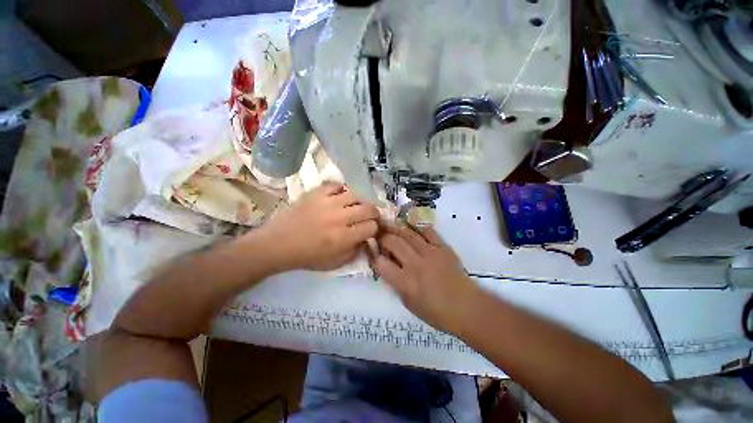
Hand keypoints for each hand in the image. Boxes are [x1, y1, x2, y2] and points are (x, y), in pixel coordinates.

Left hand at [261, 183, 379, 270]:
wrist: (278, 243)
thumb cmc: (307, 256)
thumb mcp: (335, 263)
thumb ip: (355, 252)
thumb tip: (366, 239)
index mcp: (343, 238)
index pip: (371, 227)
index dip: (374, 228)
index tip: (370, 230)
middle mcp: (339, 218)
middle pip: (368, 209)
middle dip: (373, 214)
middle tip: (369, 217)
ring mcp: (327, 203)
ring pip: (355, 195)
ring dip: (359, 202)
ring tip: (355, 206)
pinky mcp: (316, 193)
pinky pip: (336, 185)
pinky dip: (341, 190)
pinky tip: (339, 197)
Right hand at [372, 223, 479, 333]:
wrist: (467, 308)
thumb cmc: (436, 312)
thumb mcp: (409, 303)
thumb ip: (396, 283)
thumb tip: (387, 266)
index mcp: (405, 282)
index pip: (382, 263)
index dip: (375, 256)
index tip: (374, 252)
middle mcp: (415, 264)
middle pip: (393, 242)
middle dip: (383, 236)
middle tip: (380, 235)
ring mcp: (430, 253)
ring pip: (408, 234)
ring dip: (397, 229)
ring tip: (391, 227)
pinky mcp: (443, 247)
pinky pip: (428, 231)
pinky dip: (418, 228)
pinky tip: (412, 228)